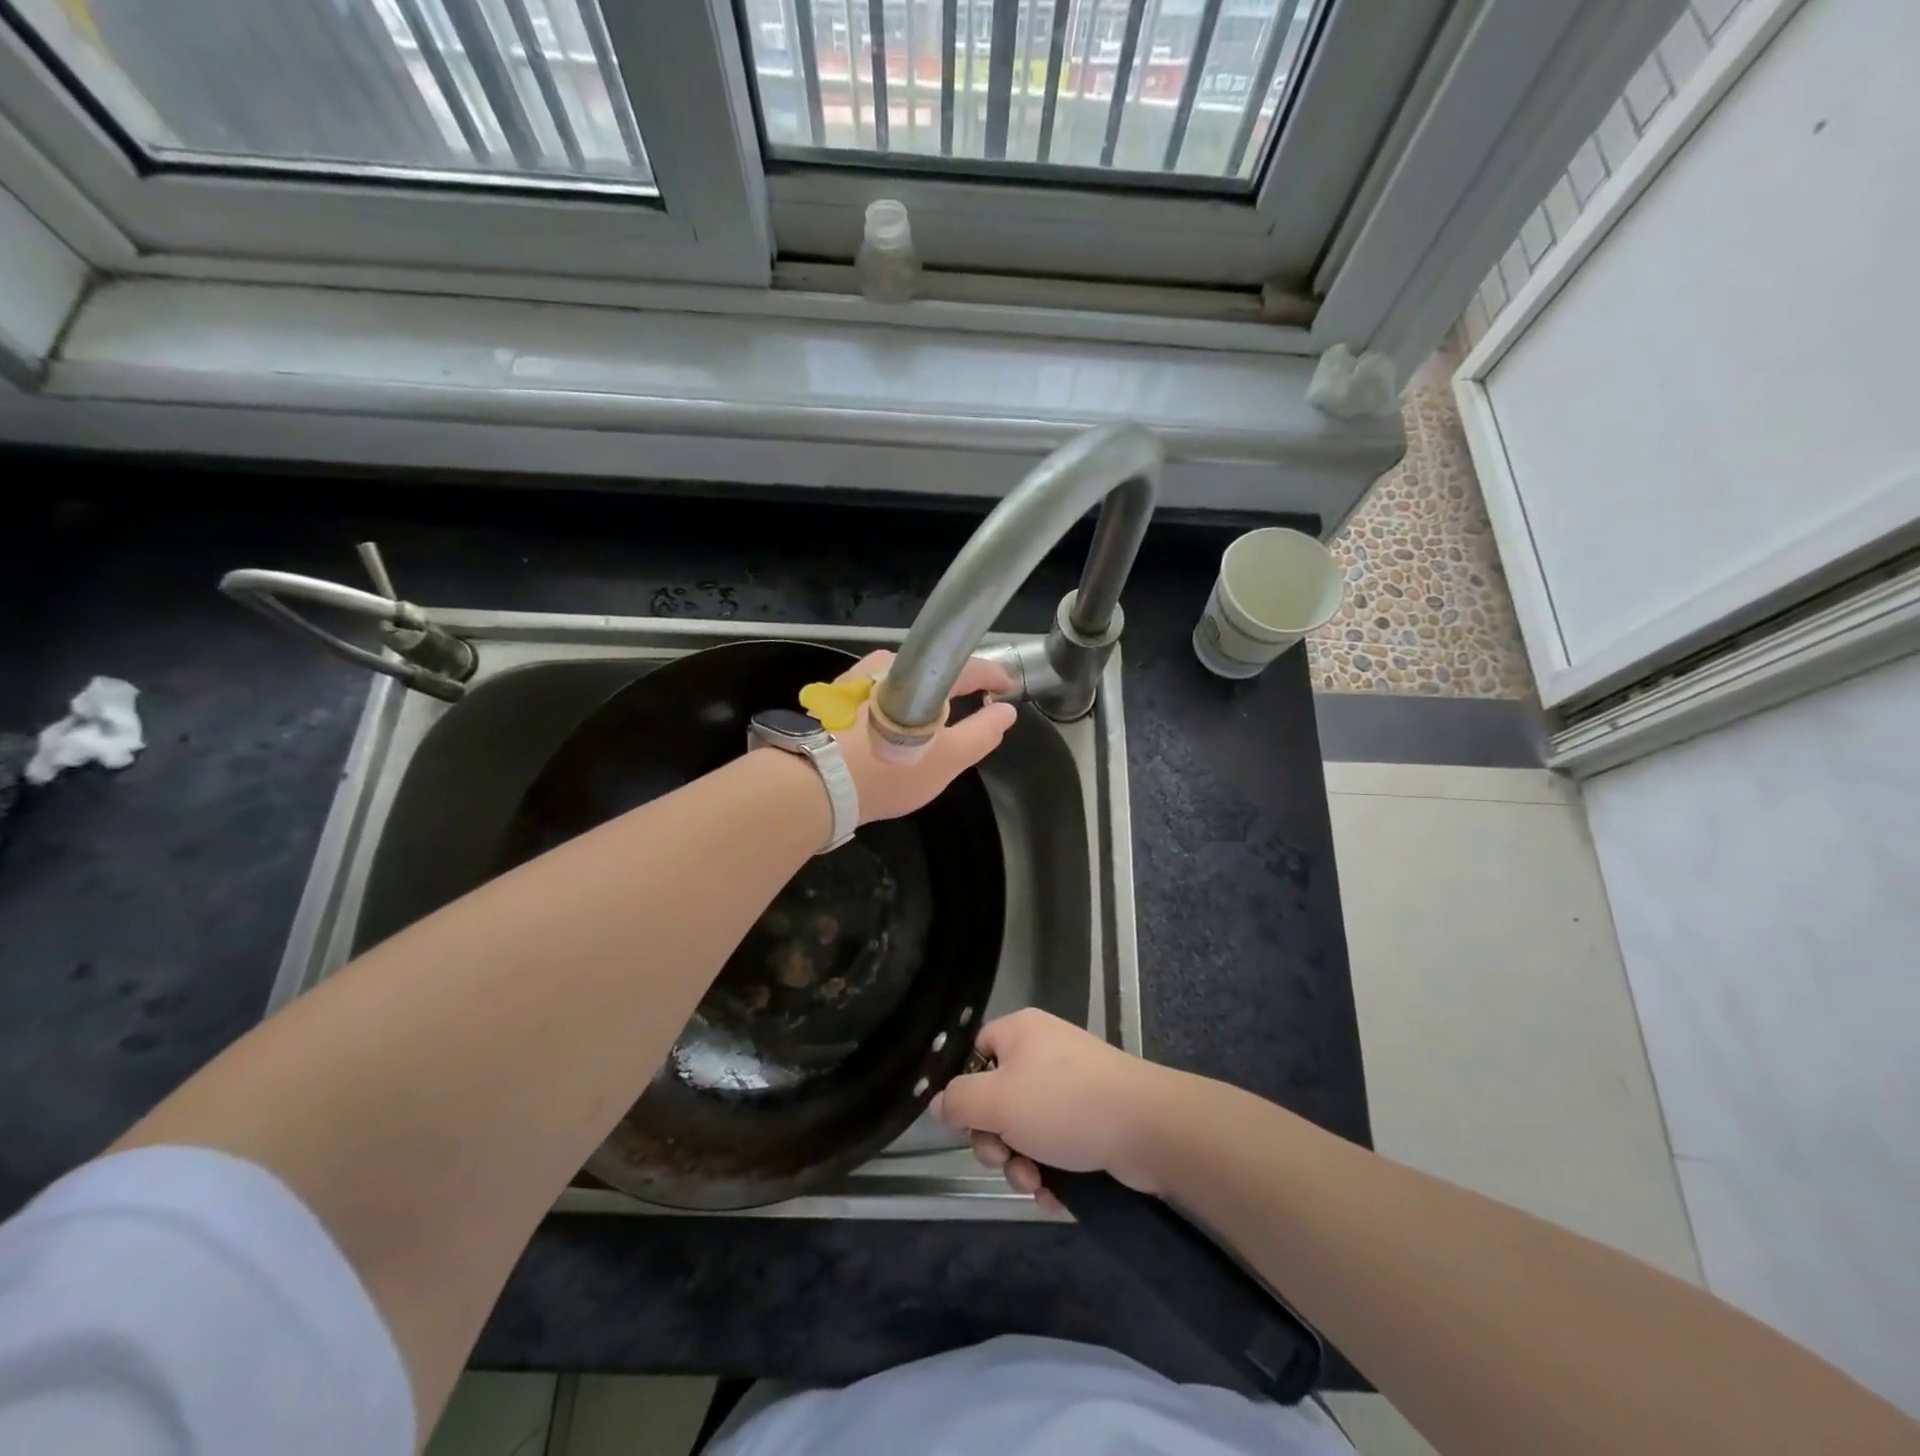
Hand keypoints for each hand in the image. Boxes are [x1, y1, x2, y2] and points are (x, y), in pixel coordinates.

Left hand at [831, 650, 1017, 823]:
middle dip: (954, 687)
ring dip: (921, 698)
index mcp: (920, 674)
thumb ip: (982, 733)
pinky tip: (891, 730)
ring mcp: (856, 678)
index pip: (967, 666)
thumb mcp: (948, 759)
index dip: (992, 677)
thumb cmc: (890, 771)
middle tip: (971, 706)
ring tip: (931, 722)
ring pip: (902, 682)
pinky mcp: (834, 698)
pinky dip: (893, 707)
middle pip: (931, 672)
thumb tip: (1005, 711)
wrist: (815, 784)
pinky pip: (876, 695)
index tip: (1006, 687)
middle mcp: (886, 664)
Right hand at [932, 1008, 1183, 1213]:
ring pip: (1026, 1131)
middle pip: (997, 1099)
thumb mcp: (997, 1100)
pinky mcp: (1094, 1118)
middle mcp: (1044, 1052)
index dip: (966, 1092)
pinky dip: (1051, 1171)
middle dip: (996, 1141)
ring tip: (1035, 1182)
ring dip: (1021, 1164)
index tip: (967, 1126)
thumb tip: (937, 1105)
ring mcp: (1072, 1086)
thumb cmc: (1064, 1103)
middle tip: (1006, 1160)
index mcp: (1020, 1032)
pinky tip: (1056, 1194)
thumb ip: (958, 1102)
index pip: (974, 1055)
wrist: (1147, 1126)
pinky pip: (1056, 1146)